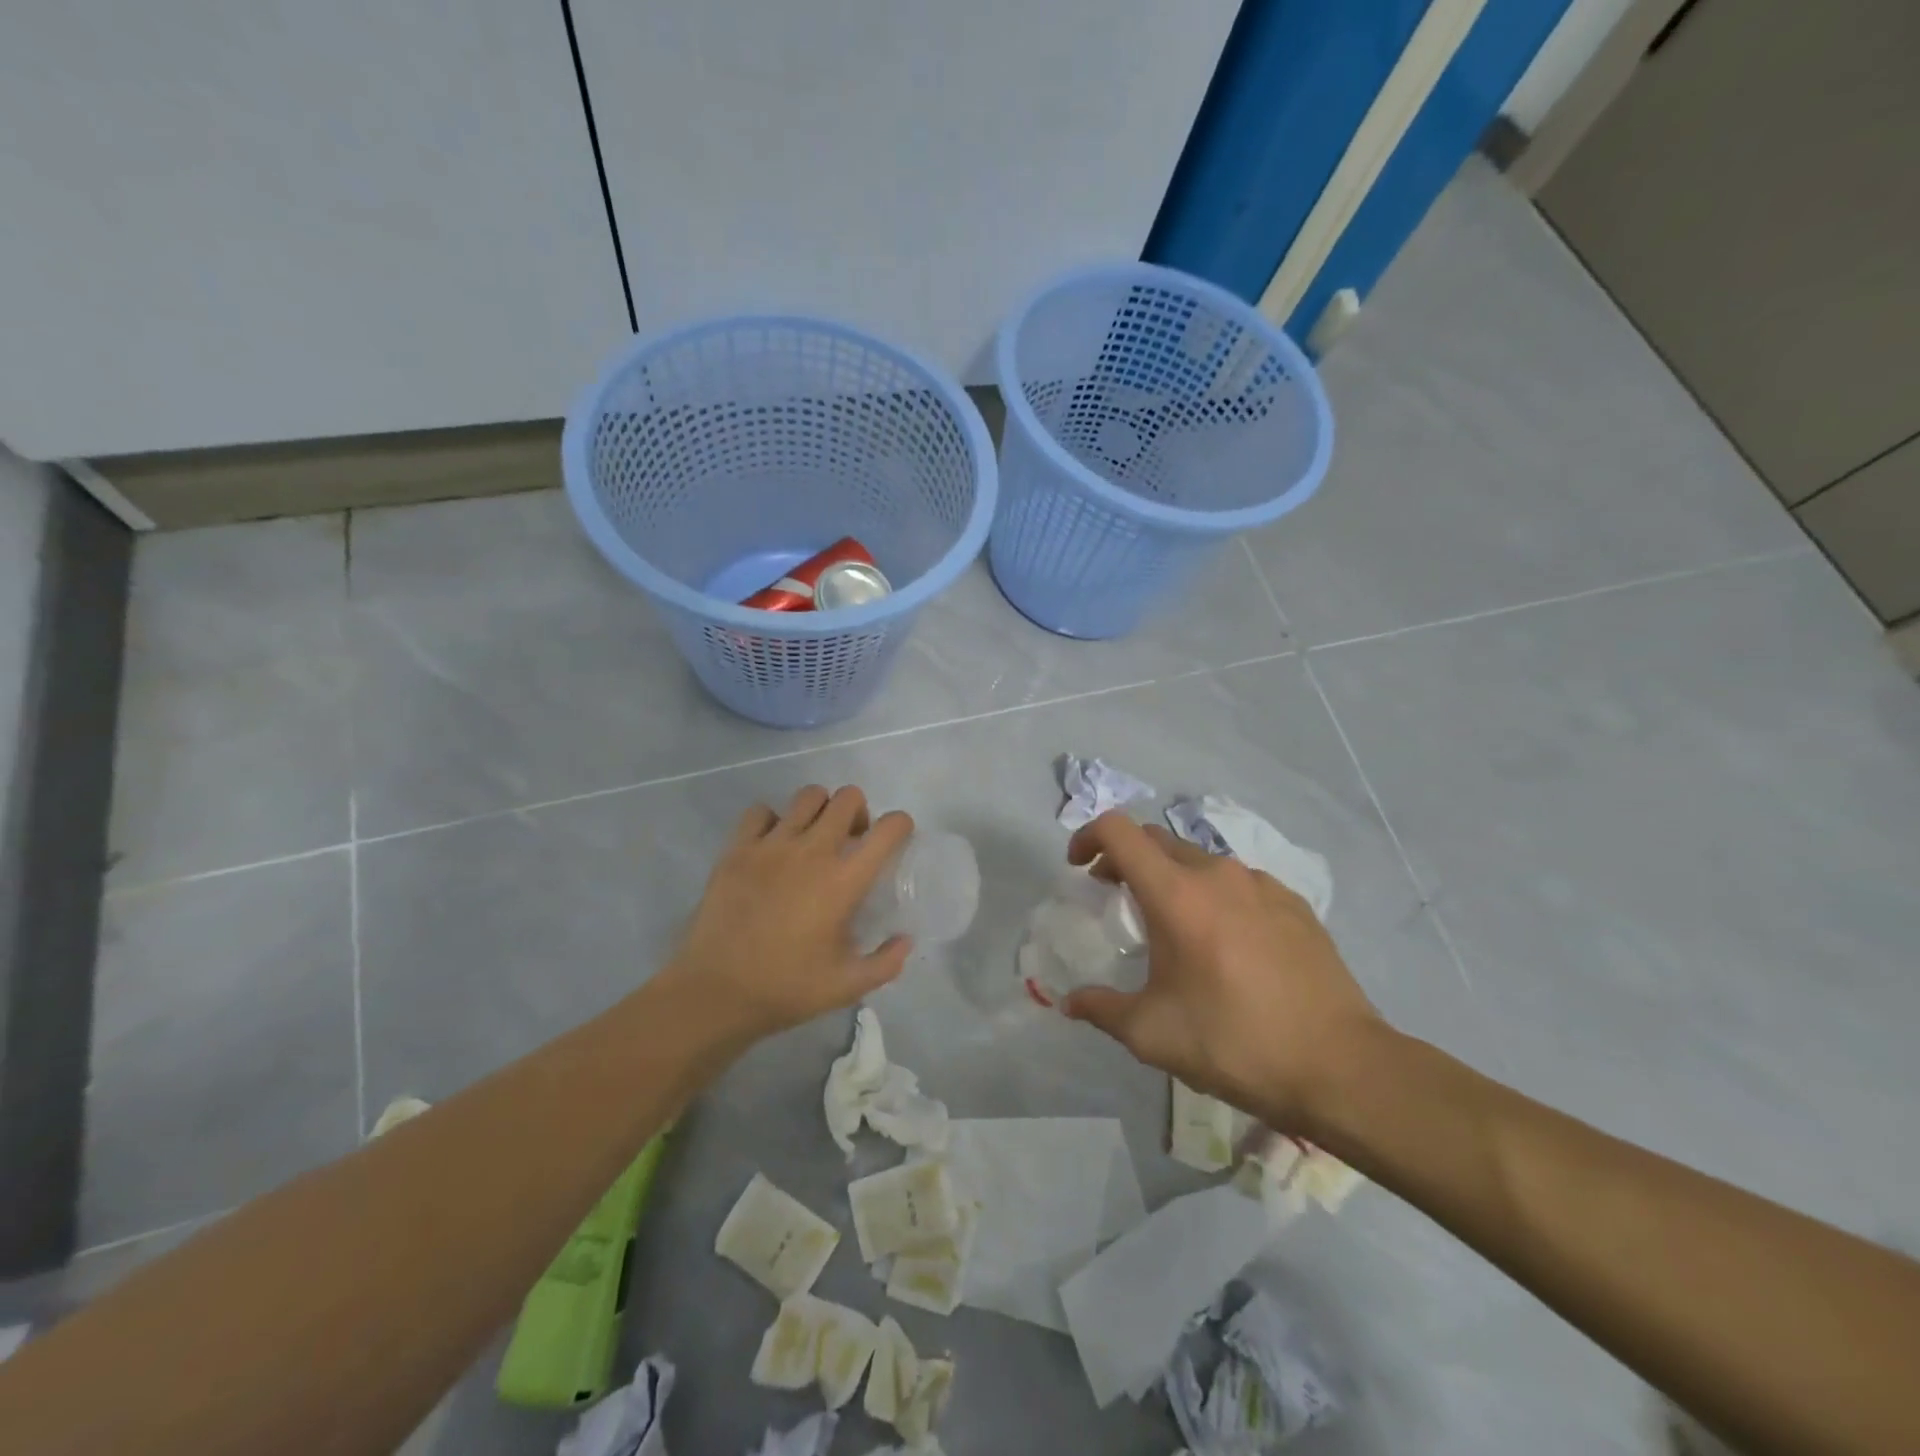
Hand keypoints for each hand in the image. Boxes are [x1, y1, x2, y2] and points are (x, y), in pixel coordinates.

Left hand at [666, 785, 914, 1043]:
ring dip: (820, 810)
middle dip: (859, 813)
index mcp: (844, 880)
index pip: (888, 829)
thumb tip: (905, 940)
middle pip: (848, 798)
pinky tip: (772, 846)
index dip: (901, 825)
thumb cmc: (786, 989)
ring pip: (808, 796)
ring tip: (813, 838)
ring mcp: (771, 845)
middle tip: (851, 841)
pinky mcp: (737, 849)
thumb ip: (886, 963)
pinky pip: (761, 811)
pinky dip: (773, 820)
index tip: (896, 840)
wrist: (715, 992)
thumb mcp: (848, 986)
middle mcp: (812, 851)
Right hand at [1061, 812, 1385, 1130]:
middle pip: (1157, 841)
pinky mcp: (1294, 904)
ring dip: (1172, 878)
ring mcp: (1262, 885)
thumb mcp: (1153, 1034)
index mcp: (1177, 894)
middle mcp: (1218, 874)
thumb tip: (1069, 1003)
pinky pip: (1239, 883)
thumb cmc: (1235, 1043)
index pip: (1120, 831)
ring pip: (1199, 861)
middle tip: (1115, 896)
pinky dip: (1214, 896)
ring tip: (1172, 925)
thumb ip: (1102, 1009)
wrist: (1340, 1067)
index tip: (1080, 867)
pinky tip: (1225, 942)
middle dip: (1126, 859)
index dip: (1089, 836)